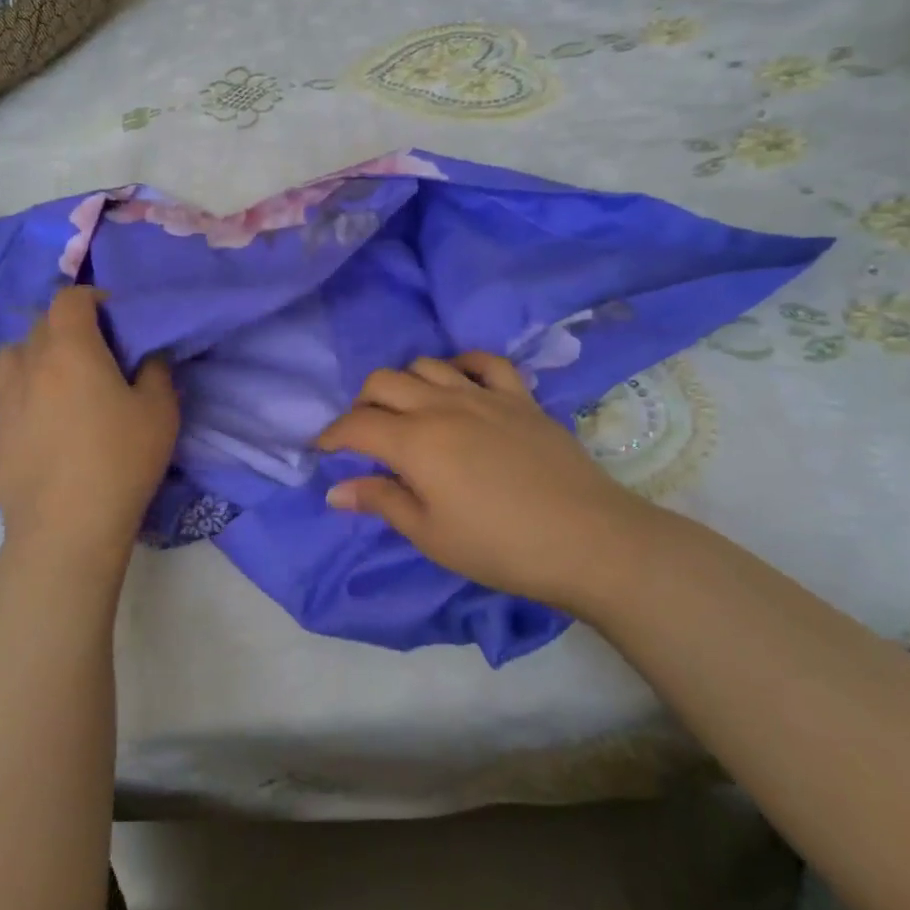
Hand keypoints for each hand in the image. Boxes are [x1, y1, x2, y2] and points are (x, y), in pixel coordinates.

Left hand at [0, 286, 178, 557]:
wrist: (65, 527)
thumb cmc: (120, 460)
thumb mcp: (160, 412)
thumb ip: (156, 371)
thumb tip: (148, 356)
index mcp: (70, 349)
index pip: (69, 299)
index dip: (92, 298)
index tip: (114, 317)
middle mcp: (28, 364)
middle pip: (41, 324)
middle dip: (68, 327)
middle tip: (96, 353)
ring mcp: (3, 400)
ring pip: (14, 357)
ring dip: (37, 356)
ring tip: (61, 382)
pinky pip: (7, 396)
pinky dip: (26, 394)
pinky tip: (47, 425)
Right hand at [316, 353, 663, 608]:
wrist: (587, 540)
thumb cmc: (499, 546)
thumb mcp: (430, 534)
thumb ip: (381, 502)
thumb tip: (335, 490)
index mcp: (414, 442)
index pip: (356, 425)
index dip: (331, 436)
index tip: (322, 450)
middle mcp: (442, 406)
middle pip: (384, 382)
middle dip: (362, 403)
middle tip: (364, 434)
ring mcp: (484, 396)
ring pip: (427, 365)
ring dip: (405, 383)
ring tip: (408, 412)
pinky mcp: (520, 398)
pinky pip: (485, 362)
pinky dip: (462, 366)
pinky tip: (458, 384)